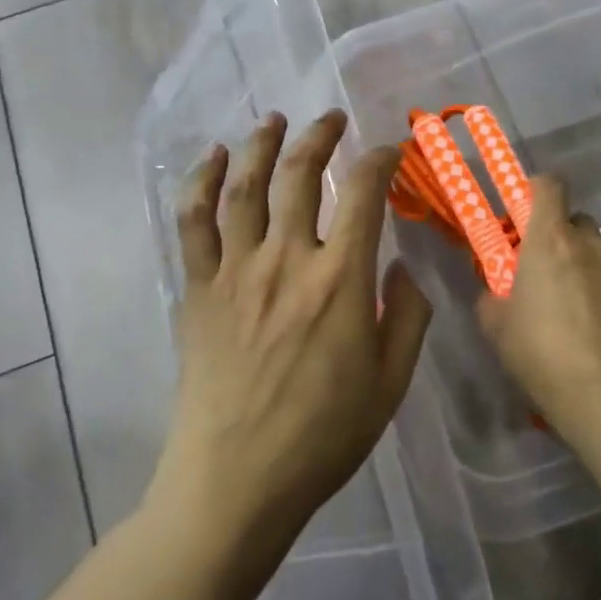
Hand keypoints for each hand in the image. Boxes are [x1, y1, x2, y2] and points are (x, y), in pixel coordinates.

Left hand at [150, 111, 431, 546]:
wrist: (236, 481)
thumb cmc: (323, 436)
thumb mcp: (391, 382)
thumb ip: (407, 314)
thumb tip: (400, 263)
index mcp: (340, 281)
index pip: (363, 194)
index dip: (379, 160)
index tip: (389, 151)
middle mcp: (287, 260)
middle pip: (300, 175)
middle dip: (320, 136)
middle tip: (331, 118)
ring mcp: (235, 271)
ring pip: (245, 186)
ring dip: (261, 144)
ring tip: (274, 119)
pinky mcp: (198, 289)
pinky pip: (193, 222)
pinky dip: (201, 182)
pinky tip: (212, 157)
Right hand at [477, 174, 600, 441]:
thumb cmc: (540, 351)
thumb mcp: (495, 324)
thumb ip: (492, 295)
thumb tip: (498, 292)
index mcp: (549, 238)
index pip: (549, 184)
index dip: (536, 190)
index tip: (523, 214)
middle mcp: (589, 243)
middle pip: (574, 220)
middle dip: (559, 237)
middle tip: (543, 271)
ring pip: (596, 253)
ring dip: (582, 268)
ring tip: (571, 310)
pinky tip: (596, 331)